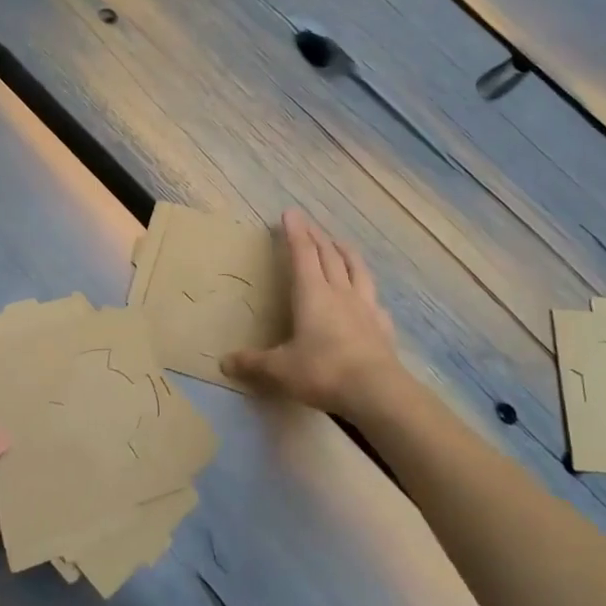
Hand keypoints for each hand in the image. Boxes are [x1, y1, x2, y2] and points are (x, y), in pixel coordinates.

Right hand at [221, 208, 398, 417]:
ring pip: (356, 270)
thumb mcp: (280, 369)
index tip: (291, 213)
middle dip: (318, 237)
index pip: (302, 254)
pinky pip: (374, 300)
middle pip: (329, 256)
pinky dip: (367, 290)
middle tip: (310, 224)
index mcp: (312, 294)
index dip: (295, 233)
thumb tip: (223, 363)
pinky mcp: (382, 326)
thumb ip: (253, 363)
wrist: (376, 392)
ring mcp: (365, 307)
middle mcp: (340, 292)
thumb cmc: (323, 372)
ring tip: (341, 243)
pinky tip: (369, 297)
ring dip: (346, 253)